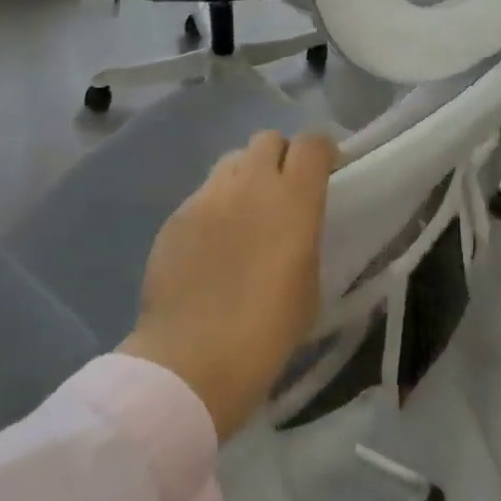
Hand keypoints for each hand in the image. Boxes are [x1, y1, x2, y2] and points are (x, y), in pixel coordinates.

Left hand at [119, 130, 335, 439]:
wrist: (194, 360)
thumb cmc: (269, 330)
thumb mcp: (310, 282)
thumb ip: (305, 238)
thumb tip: (296, 227)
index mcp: (294, 198)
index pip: (312, 143)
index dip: (321, 152)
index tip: (325, 172)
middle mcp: (251, 184)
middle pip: (267, 140)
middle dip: (280, 156)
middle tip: (282, 191)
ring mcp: (207, 197)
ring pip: (231, 162)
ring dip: (245, 177)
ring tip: (244, 212)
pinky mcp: (175, 217)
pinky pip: (203, 195)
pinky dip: (215, 206)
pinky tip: (212, 243)